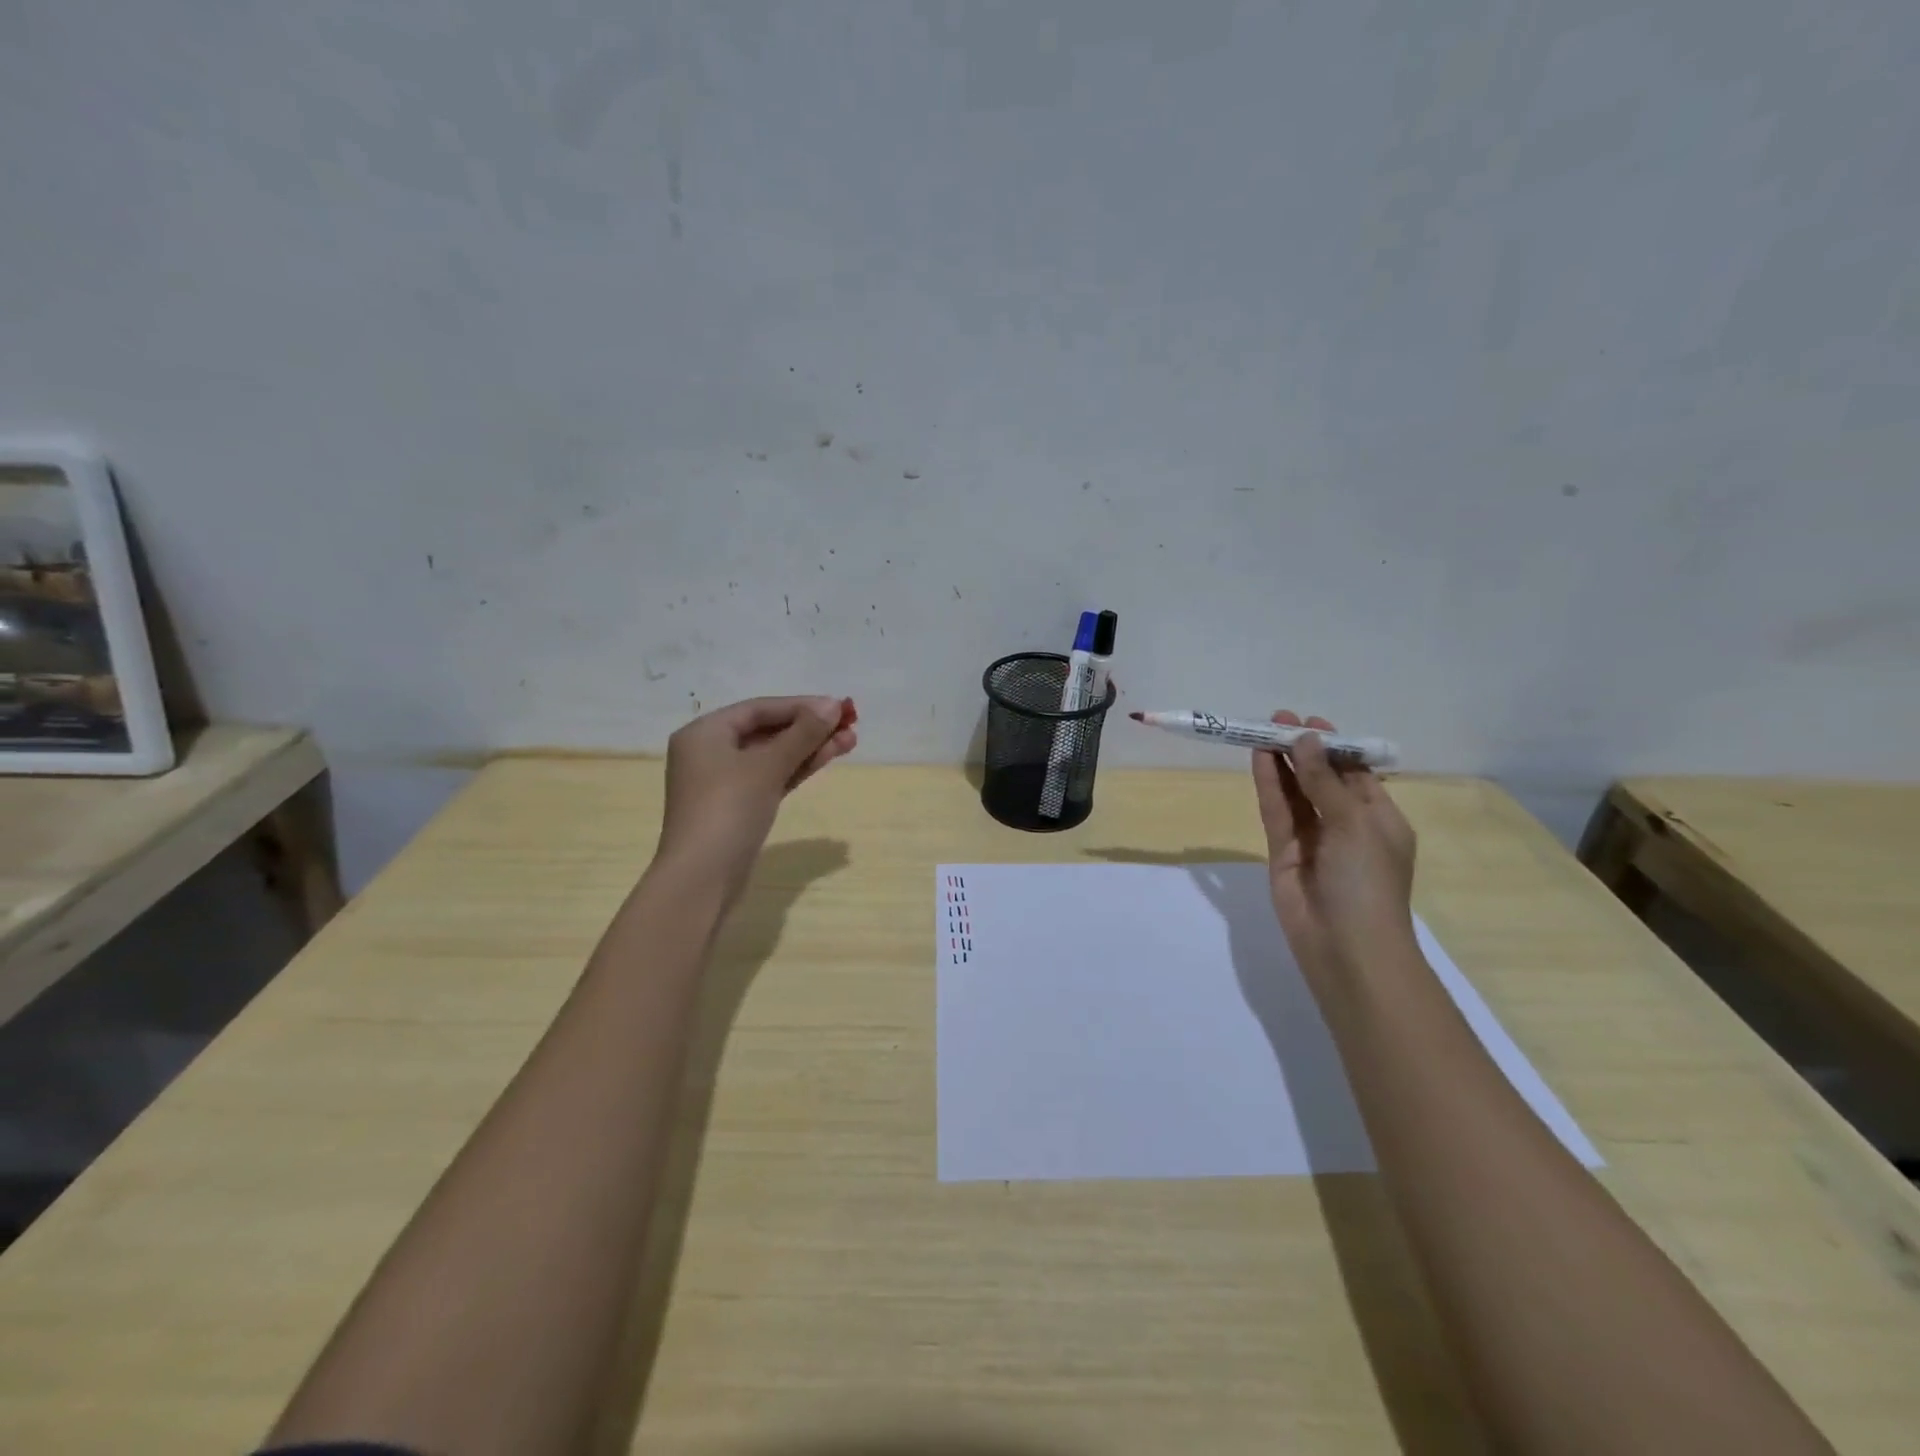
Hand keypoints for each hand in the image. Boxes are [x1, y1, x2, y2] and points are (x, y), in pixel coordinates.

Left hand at [656, 695, 857, 902]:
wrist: (702, 879)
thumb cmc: (728, 810)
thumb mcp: (768, 766)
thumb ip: (803, 733)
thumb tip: (834, 704)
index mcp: (705, 733)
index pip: (760, 709)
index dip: (801, 706)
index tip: (838, 707)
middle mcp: (711, 752)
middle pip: (767, 731)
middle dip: (809, 729)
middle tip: (850, 725)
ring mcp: (724, 783)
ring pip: (773, 756)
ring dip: (809, 748)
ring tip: (850, 741)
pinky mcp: (738, 808)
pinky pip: (771, 777)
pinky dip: (797, 769)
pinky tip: (826, 759)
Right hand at [1251, 711, 1416, 984]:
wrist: (1346, 946)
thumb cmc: (1367, 881)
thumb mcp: (1354, 823)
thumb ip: (1324, 781)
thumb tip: (1305, 740)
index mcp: (1379, 818)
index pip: (1355, 773)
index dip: (1333, 746)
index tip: (1310, 721)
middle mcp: (1346, 825)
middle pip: (1320, 778)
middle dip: (1302, 749)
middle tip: (1277, 718)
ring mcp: (1313, 839)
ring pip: (1294, 792)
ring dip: (1282, 762)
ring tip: (1261, 730)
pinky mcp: (1283, 852)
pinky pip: (1276, 811)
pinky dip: (1269, 785)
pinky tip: (1259, 759)